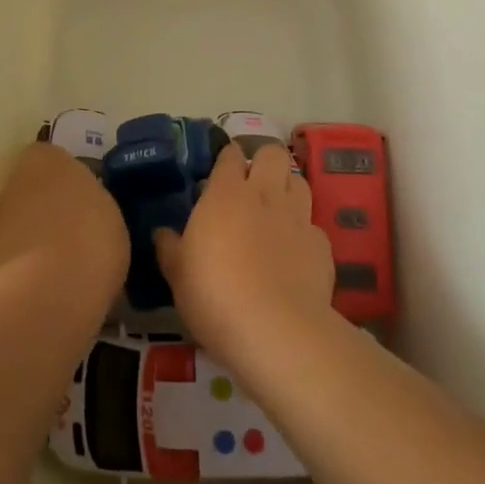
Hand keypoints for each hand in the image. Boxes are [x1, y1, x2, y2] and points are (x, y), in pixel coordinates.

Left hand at [0, 142, 128, 310]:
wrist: (46, 297)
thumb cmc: (89, 241)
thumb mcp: (109, 214)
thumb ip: (91, 202)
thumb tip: (82, 208)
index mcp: (47, 161)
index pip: (50, 156)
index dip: (65, 178)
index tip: (82, 199)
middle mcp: (12, 183)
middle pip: (28, 191)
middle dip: (45, 210)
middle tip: (72, 236)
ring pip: (14, 225)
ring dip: (30, 240)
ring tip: (58, 271)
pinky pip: (6, 259)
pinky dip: (19, 271)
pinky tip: (42, 293)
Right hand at [155, 143, 334, 361]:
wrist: (275, 330)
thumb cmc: (215, 295)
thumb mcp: (178, 275)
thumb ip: (170, 247)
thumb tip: (162, 233)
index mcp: (226, 193)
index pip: (230, 155)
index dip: (226, 159)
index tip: (219, 173)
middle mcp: (265, 194)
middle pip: (272, 153)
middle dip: (263, 161)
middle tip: (251, 185)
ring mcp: (298, 218)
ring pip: (299, 181)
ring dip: (287, 188)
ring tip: (275, 211)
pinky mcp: (321, 246)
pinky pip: (313, 226)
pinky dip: (303, 233)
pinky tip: (293, 253)